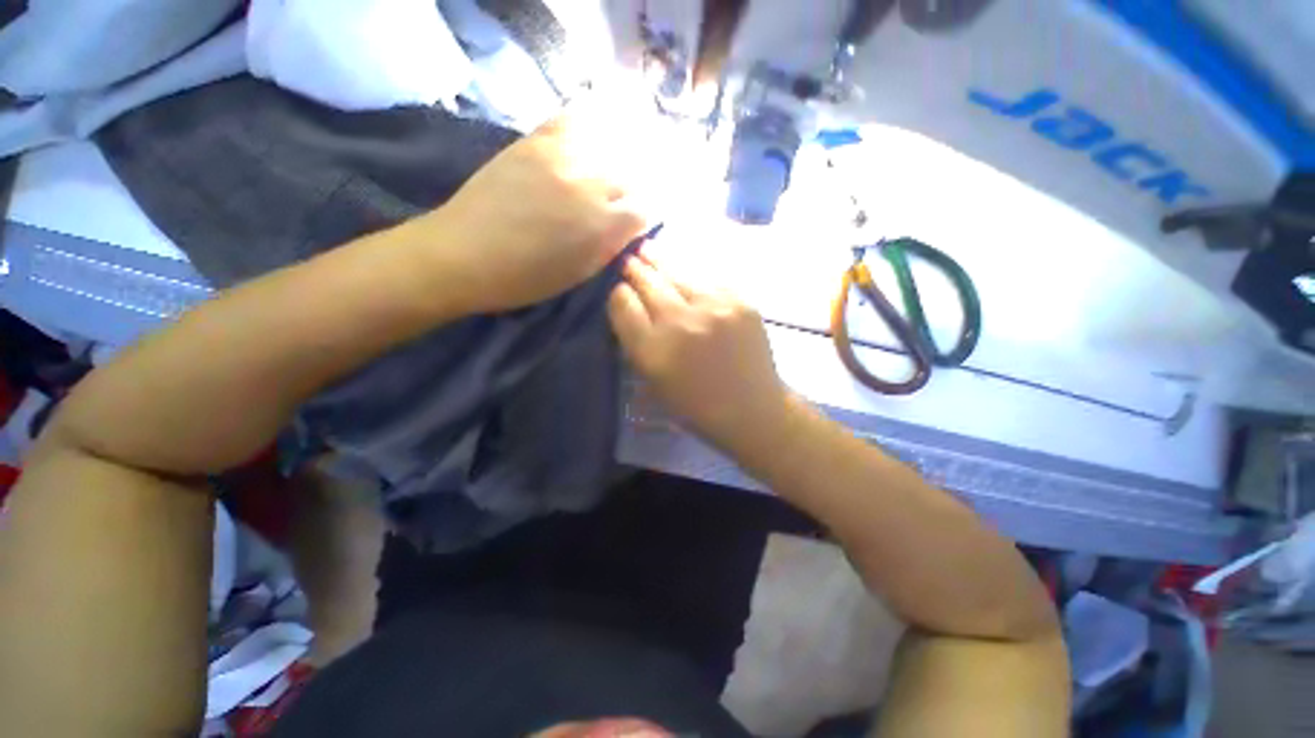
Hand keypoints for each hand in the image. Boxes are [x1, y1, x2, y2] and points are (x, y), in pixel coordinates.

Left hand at [429, 111, 650, 312]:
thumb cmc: (525, 279)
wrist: (462, 254)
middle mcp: (589, 184)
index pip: (646, 209)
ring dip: (619, 158)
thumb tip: (631, 227)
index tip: (643, 220)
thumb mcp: (580, 274)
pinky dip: (589, 125)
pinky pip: (573, 120)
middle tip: (629, 198)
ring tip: (615, 169)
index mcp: (601, 226)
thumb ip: (611, 246)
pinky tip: (592, 136)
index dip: (648, 215)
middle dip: (637, 189)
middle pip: (633, 175)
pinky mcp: (534, 141)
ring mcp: (561, 156)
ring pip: (610, 145)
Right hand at [607, 253, 793, 453]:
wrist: (752, 409)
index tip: (619, 290)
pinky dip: (690, 272)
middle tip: (628, 258)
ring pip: (677, 272)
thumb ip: (636, 342)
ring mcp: (714, 308)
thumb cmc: (697, 405)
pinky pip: (707, 277)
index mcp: (654, 351)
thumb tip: (627, 303)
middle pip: (649, 283)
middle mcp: (681, 323)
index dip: (618, 293)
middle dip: (634, 269)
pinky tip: (682, 267)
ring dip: (659, 260)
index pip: (623, 305)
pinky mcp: (740, 301)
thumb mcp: (653, 382)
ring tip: (648, 248)